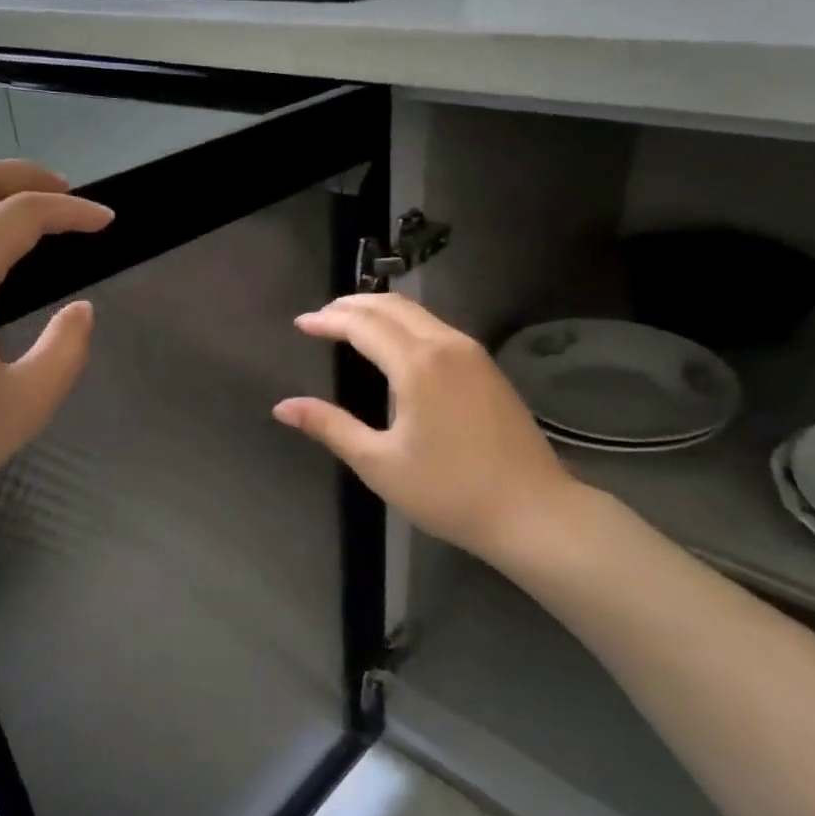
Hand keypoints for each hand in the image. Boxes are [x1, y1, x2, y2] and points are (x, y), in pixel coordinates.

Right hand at [274, 294, 590, 570]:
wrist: (531, 510)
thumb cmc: (448, 491)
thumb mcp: (379, 463)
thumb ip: (330, 427)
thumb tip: (283, 407)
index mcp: (417, 364)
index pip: (363, 325)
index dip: (328, 320)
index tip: (301, 323)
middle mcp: (446, 345)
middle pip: (392, 307)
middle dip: (353, 305)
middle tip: (322, 317)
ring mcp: (473, 354)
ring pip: (419, 313)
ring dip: (381, 311)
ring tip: (351, 323)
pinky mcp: (488, 368)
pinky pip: (437, 328)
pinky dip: (406, 324)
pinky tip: (395, 345)